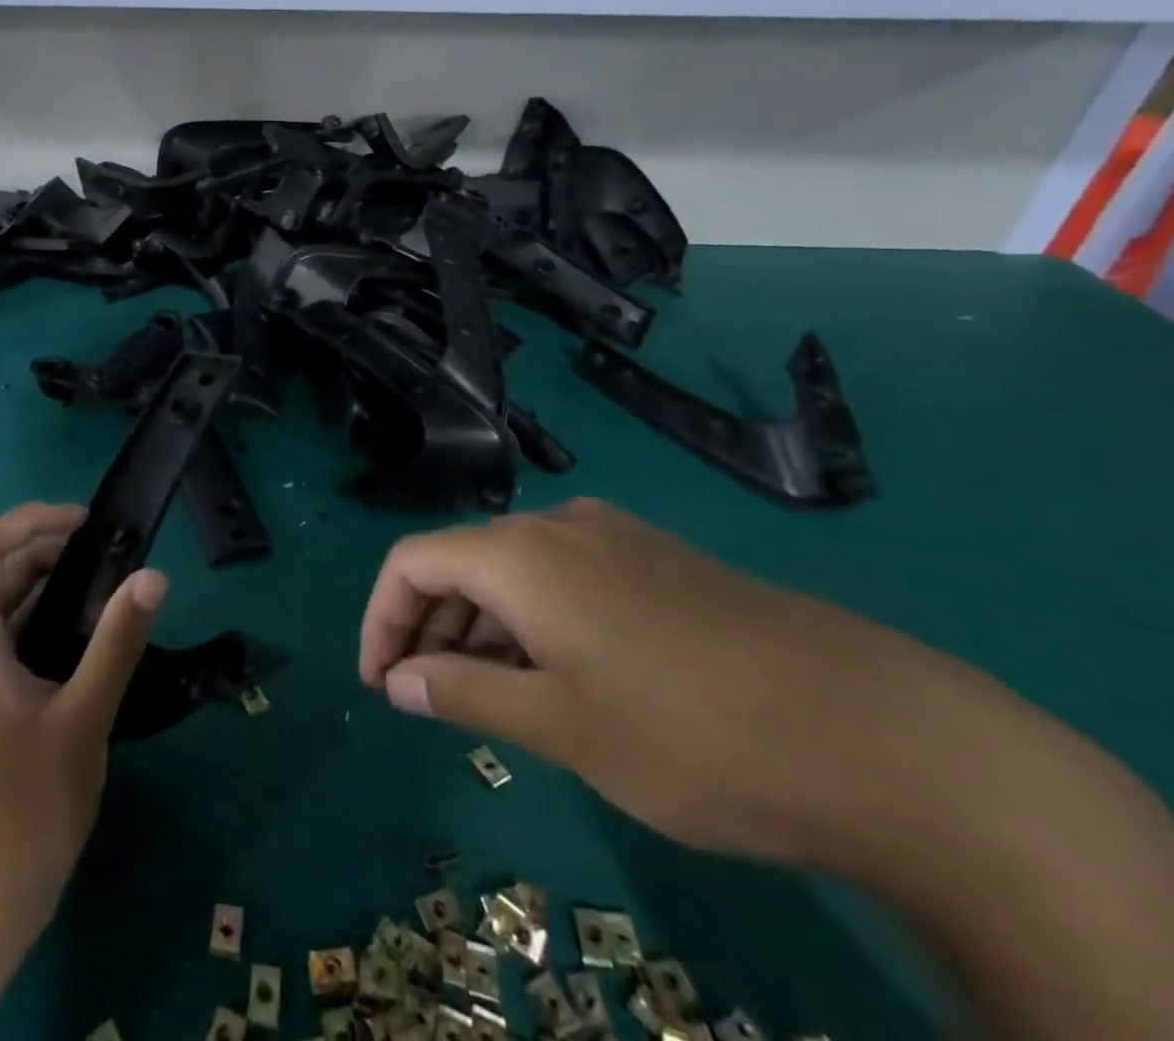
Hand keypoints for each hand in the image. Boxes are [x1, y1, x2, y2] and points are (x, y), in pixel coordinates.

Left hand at [0, 502, 167, 960]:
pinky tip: (90, 634)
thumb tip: (152, 575)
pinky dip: (45, 619)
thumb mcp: (82, 720)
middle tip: (109, 550)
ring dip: (48, 583)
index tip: (85, 523)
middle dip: (46, 548)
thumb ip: (117, 643)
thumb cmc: (24, 809)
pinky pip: (9, 639)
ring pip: (2, 606)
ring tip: (108, 581)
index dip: (29, 521)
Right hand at [359, 497, 1016, 866]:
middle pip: (461, 561)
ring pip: (514, 571)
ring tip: (493, 698)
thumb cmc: (691, 733)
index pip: (412, 561)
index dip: (382, 618)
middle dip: (431, 626)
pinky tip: (561, 676)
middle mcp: (559, 526)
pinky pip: (564, 578)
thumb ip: (465, 693)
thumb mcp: (560, 724)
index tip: (381, 684)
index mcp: (520, 552)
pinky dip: (534, 621)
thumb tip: (401, 680)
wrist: (880, 733)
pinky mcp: (659, 562)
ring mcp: (615, 538)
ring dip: (483, 627)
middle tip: (430, 700)